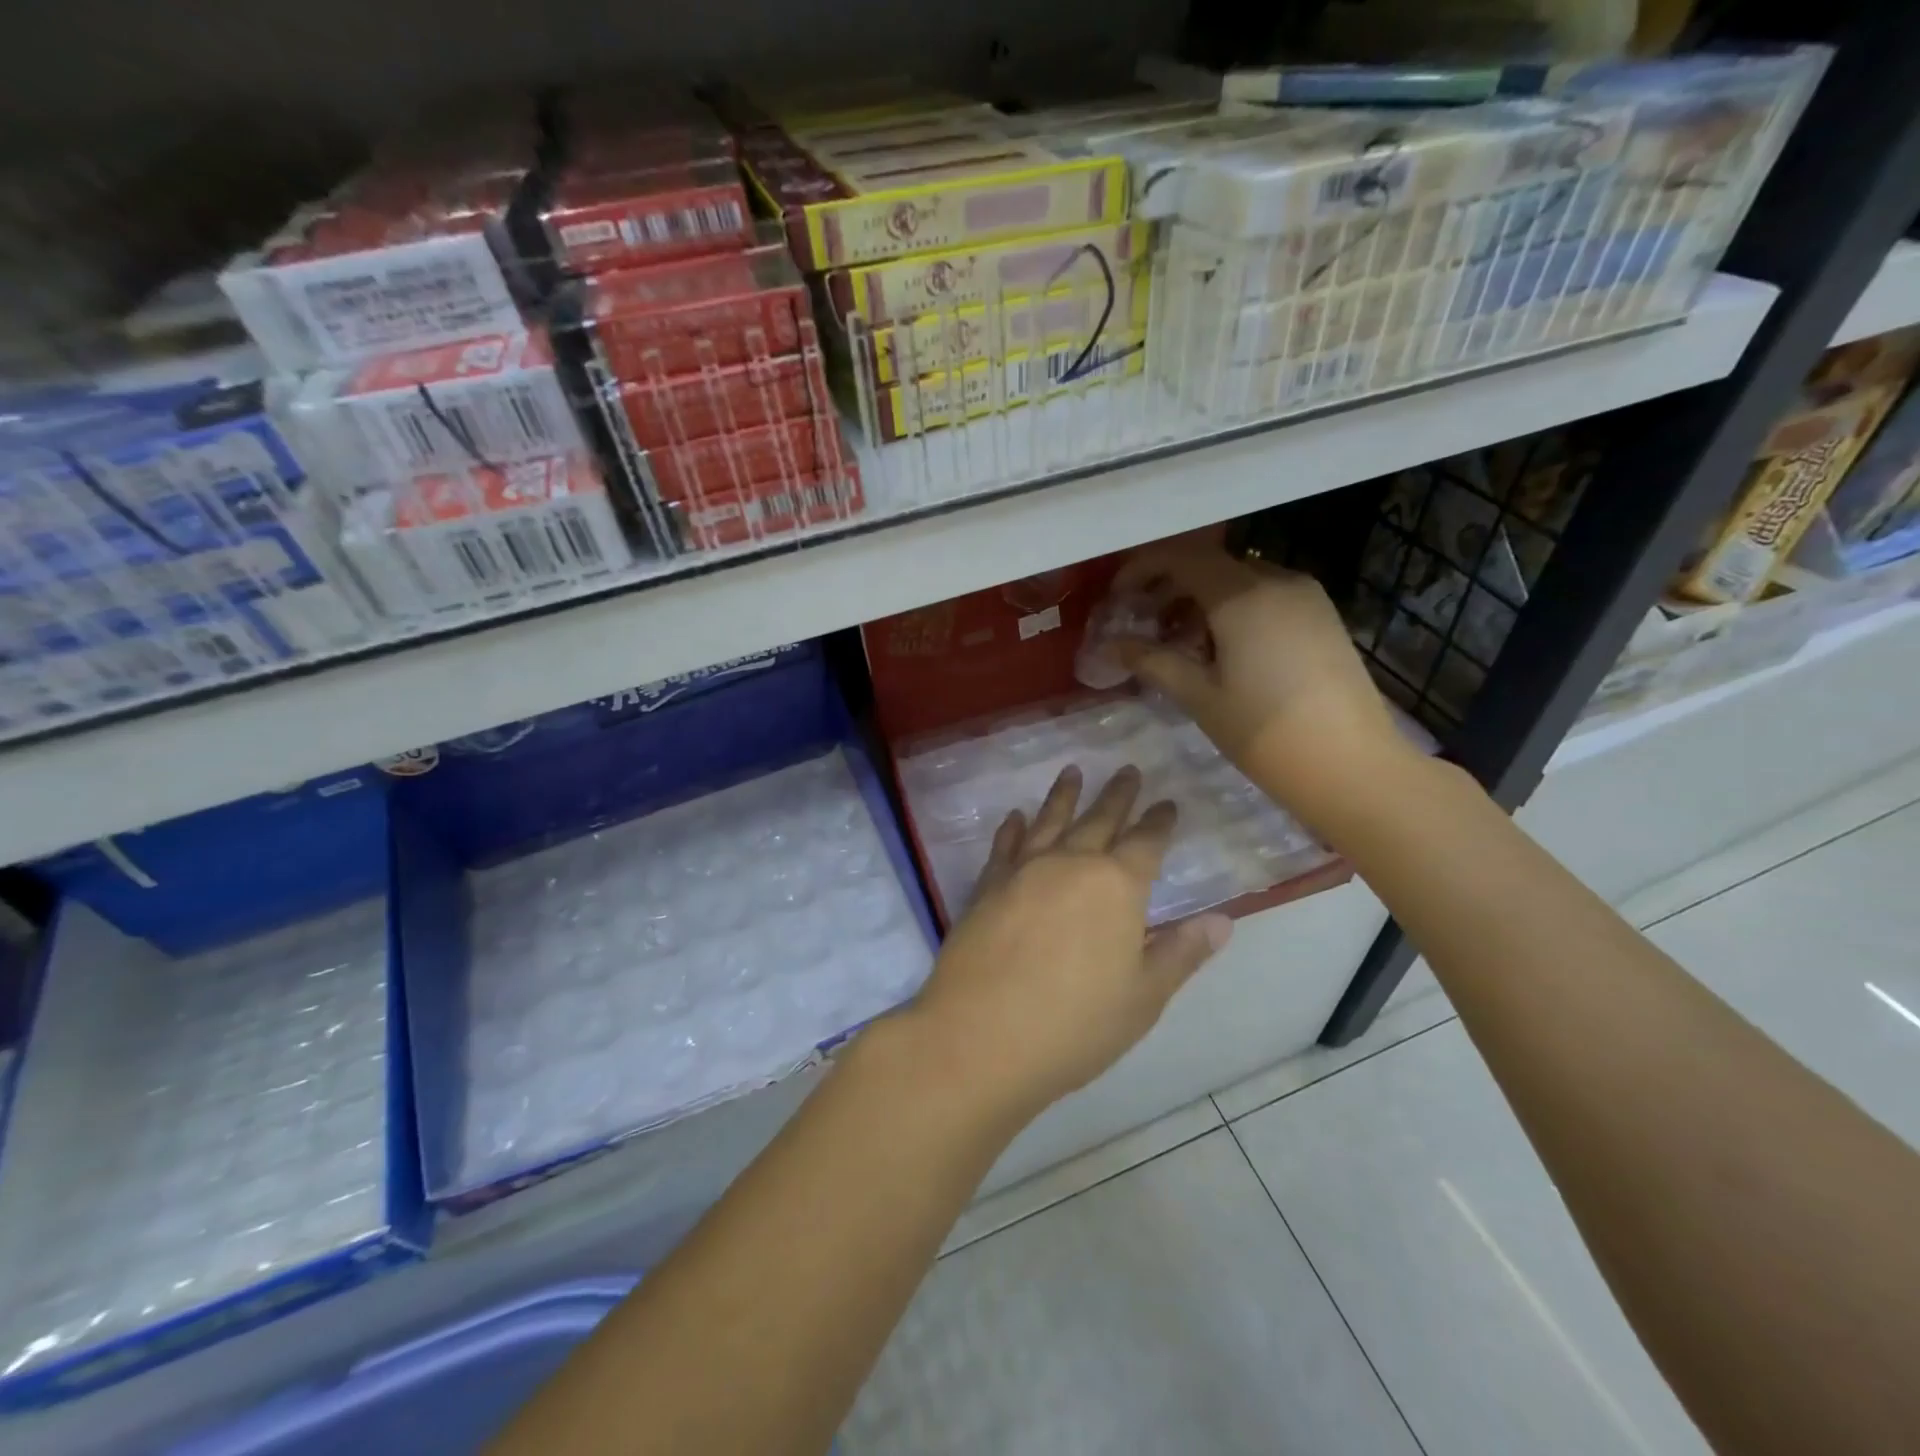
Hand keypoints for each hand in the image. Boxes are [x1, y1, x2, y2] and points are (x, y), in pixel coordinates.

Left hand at [903, 765, 1231, 1126]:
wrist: (981, 1036)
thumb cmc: (1075, 1024)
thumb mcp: (1143, 997)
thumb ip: (1181, 953)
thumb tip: (1223, 920)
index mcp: (1116, 887)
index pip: (1146, 843)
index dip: (1159, 822)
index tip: (1168, 803)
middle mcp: (1070, 865)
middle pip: (1099, 820)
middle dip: (1117, 795)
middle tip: (1127, 769)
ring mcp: (1023, 871)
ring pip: (1049, 821)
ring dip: (1063, 795)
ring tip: (1072, 771)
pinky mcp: (986, 886)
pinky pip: (1004, 846)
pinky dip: (1013, 828)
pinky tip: (1016, 817)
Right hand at [1112, 535, 1410, 805]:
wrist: (1351, 766)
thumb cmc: (1264, 733)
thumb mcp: (1199, 697)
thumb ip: (1152, 661)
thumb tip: (1112, 644)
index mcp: (1243, 595)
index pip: (1182, 557)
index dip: (1142, 569)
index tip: (1118, 597)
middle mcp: (1277, 581)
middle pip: (1211, 565)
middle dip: (1170, 586)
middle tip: (1142, 622)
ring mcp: (1307, 596)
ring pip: (1240, 580)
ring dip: (1202, 600)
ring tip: (1180, 642)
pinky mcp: (1323, 617)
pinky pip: (1267, 596)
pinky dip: (1234, 610)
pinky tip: (1221, 650)